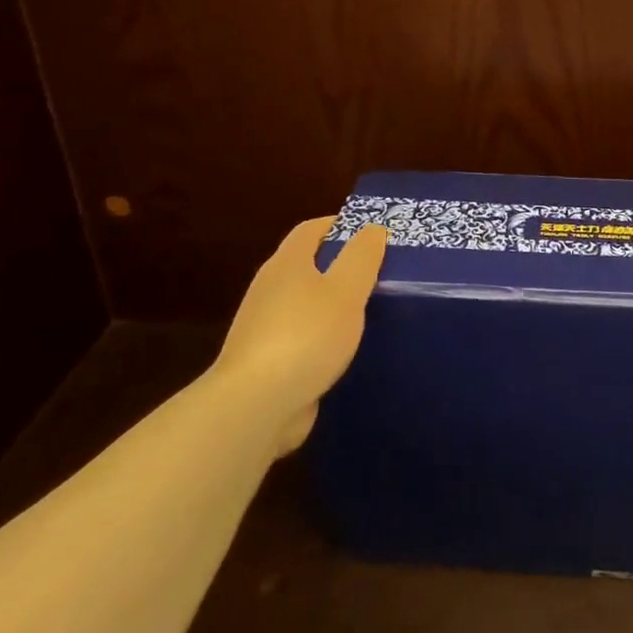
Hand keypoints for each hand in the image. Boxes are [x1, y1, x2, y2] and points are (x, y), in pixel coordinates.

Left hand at [210, 216, 387, 455]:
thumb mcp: (346, 290)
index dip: (340, 225)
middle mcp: (269, 290)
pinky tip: (343, 353)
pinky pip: (300, 340)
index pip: (311, 230)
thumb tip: (372, 229)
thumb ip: (362, 256)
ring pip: (303, 305)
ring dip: (330, 306)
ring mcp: (262, 329)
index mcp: (286, 264)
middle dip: (338, 266)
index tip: (370, 233)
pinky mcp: (265, 365)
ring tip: (367, 313)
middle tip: (377, 272)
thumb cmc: (305, 336)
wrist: (255, 406)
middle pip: (305, 266)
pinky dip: (321, 340)